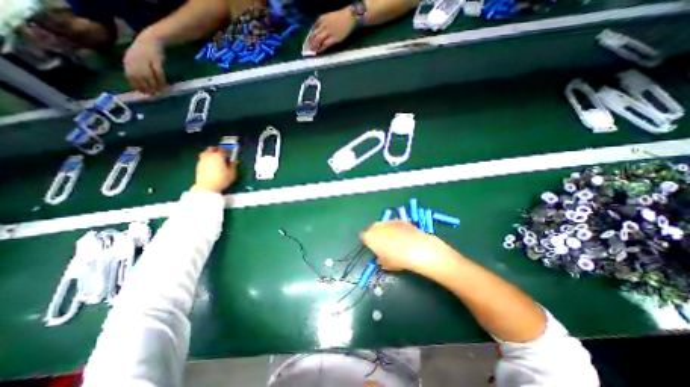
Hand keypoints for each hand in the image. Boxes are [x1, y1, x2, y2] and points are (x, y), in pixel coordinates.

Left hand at [123, 34, 167, 94]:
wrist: (150, 40)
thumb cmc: (143, 52)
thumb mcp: (135, 61)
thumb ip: (136, 71)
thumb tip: (139, 85)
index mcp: (128, 61)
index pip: (131, 76)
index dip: (137, 86)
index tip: (144, 93)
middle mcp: (135, 61)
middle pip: (141, 78)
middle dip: (147, 87)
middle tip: (154, 94)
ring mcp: (146, 61)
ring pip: (150, 77)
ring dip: (156, 86)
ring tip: (161, 92)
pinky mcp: (156, 61)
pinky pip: (159, 74)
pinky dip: (162, 80)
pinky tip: (166, 85)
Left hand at [192, 147, 238, 193]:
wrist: (206, 187)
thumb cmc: (221, 180)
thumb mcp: (232, 173)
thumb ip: (233, 165)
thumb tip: (234, 160)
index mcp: (218, 156)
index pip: (224, 149)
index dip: (228, 151)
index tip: (231, 154)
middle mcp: (209, 155)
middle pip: (213, 148)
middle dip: (218, 150)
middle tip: (223, 155)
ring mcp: (202, 159)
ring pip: (206, 152)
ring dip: (211, 153)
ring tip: (216, 159)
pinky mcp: (198, 164)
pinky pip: (204, 158)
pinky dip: (208, 158)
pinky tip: (211, 164)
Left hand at [311, 7, 358, 52]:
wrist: (349, 17)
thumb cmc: (340, 18)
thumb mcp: (328, 18)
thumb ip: (322, 24)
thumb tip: (318, 33)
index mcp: (321, 19)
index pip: (313, 29)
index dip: (310, 36)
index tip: (308, 41)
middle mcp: (323, 25)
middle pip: (314, 35)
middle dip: (310, 42)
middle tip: (308, 48)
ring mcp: (328, 32)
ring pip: (318, 40)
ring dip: (314, 46)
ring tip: (312, 51)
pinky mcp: (334, 39)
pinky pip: (325, 44)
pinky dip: (321, 48)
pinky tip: (319, 51)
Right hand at [362, 222, 447, 273]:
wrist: (418, 249)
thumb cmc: (398, 259)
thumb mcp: (387, 264)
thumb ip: (381, 260)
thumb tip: (381, 259)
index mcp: (370, 237)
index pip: (364, 236)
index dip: (368, 242)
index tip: (372, 248)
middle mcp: (377, 226)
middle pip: (372, 228)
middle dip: (376, 234)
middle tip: (382, 244)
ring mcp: (389, 222)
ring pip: (383, 225)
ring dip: (386, 231)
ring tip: (394, 240)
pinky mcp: (400, 220)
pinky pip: (394, 224)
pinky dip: (396, 229)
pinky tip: (403, 236)